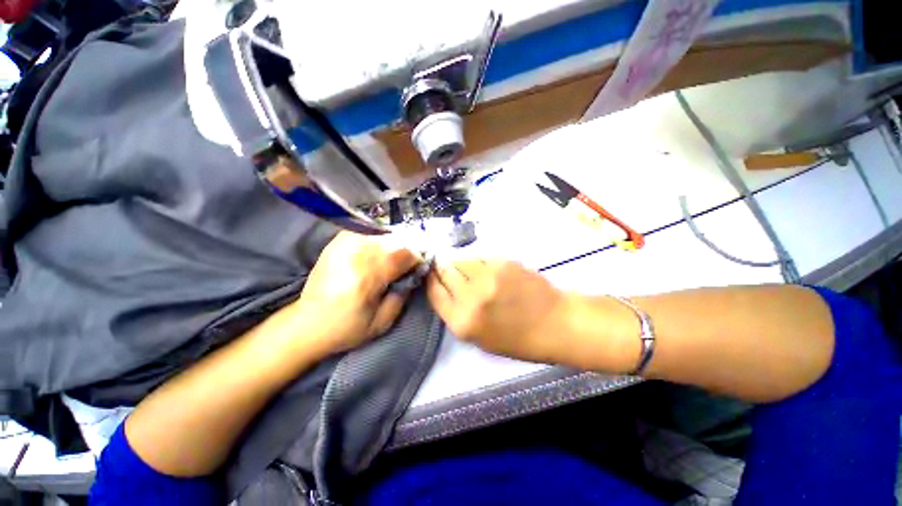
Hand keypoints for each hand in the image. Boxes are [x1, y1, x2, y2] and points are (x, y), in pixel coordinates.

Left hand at [288, 231, 420, 355]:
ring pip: (382, 234)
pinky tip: (376, 252)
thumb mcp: (382, 322)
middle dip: (406, 250)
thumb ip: (403, 295)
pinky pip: (366, 232)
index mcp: (368, 276)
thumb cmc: (346, 327)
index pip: (404, 254)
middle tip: (406, 264)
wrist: (306, 324)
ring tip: (391, 259)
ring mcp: (344, 245)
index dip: (416, 259)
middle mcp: (356, 254)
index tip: (417, 268)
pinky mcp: (337, 243)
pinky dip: (377, 239)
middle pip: (395, 240)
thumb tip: (414, 274)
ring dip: (393, 245)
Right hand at [426, 260, 570, 363]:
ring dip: (460, 263)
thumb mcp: (479, 338)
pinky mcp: (502, 262)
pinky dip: (478, 262)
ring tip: (469, 269)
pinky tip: (487, 270)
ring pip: (461, 260)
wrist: (555, 323)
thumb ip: (457, 314)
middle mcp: (470, 297)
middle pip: (444, 272)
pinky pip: (480, 257)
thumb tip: (444, 288)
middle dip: (440, 267)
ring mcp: (487, 276)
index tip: (429, 274)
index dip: (429, 280)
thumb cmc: (517, 339)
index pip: (434, 293)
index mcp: (462, 322)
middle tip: (442, 264)